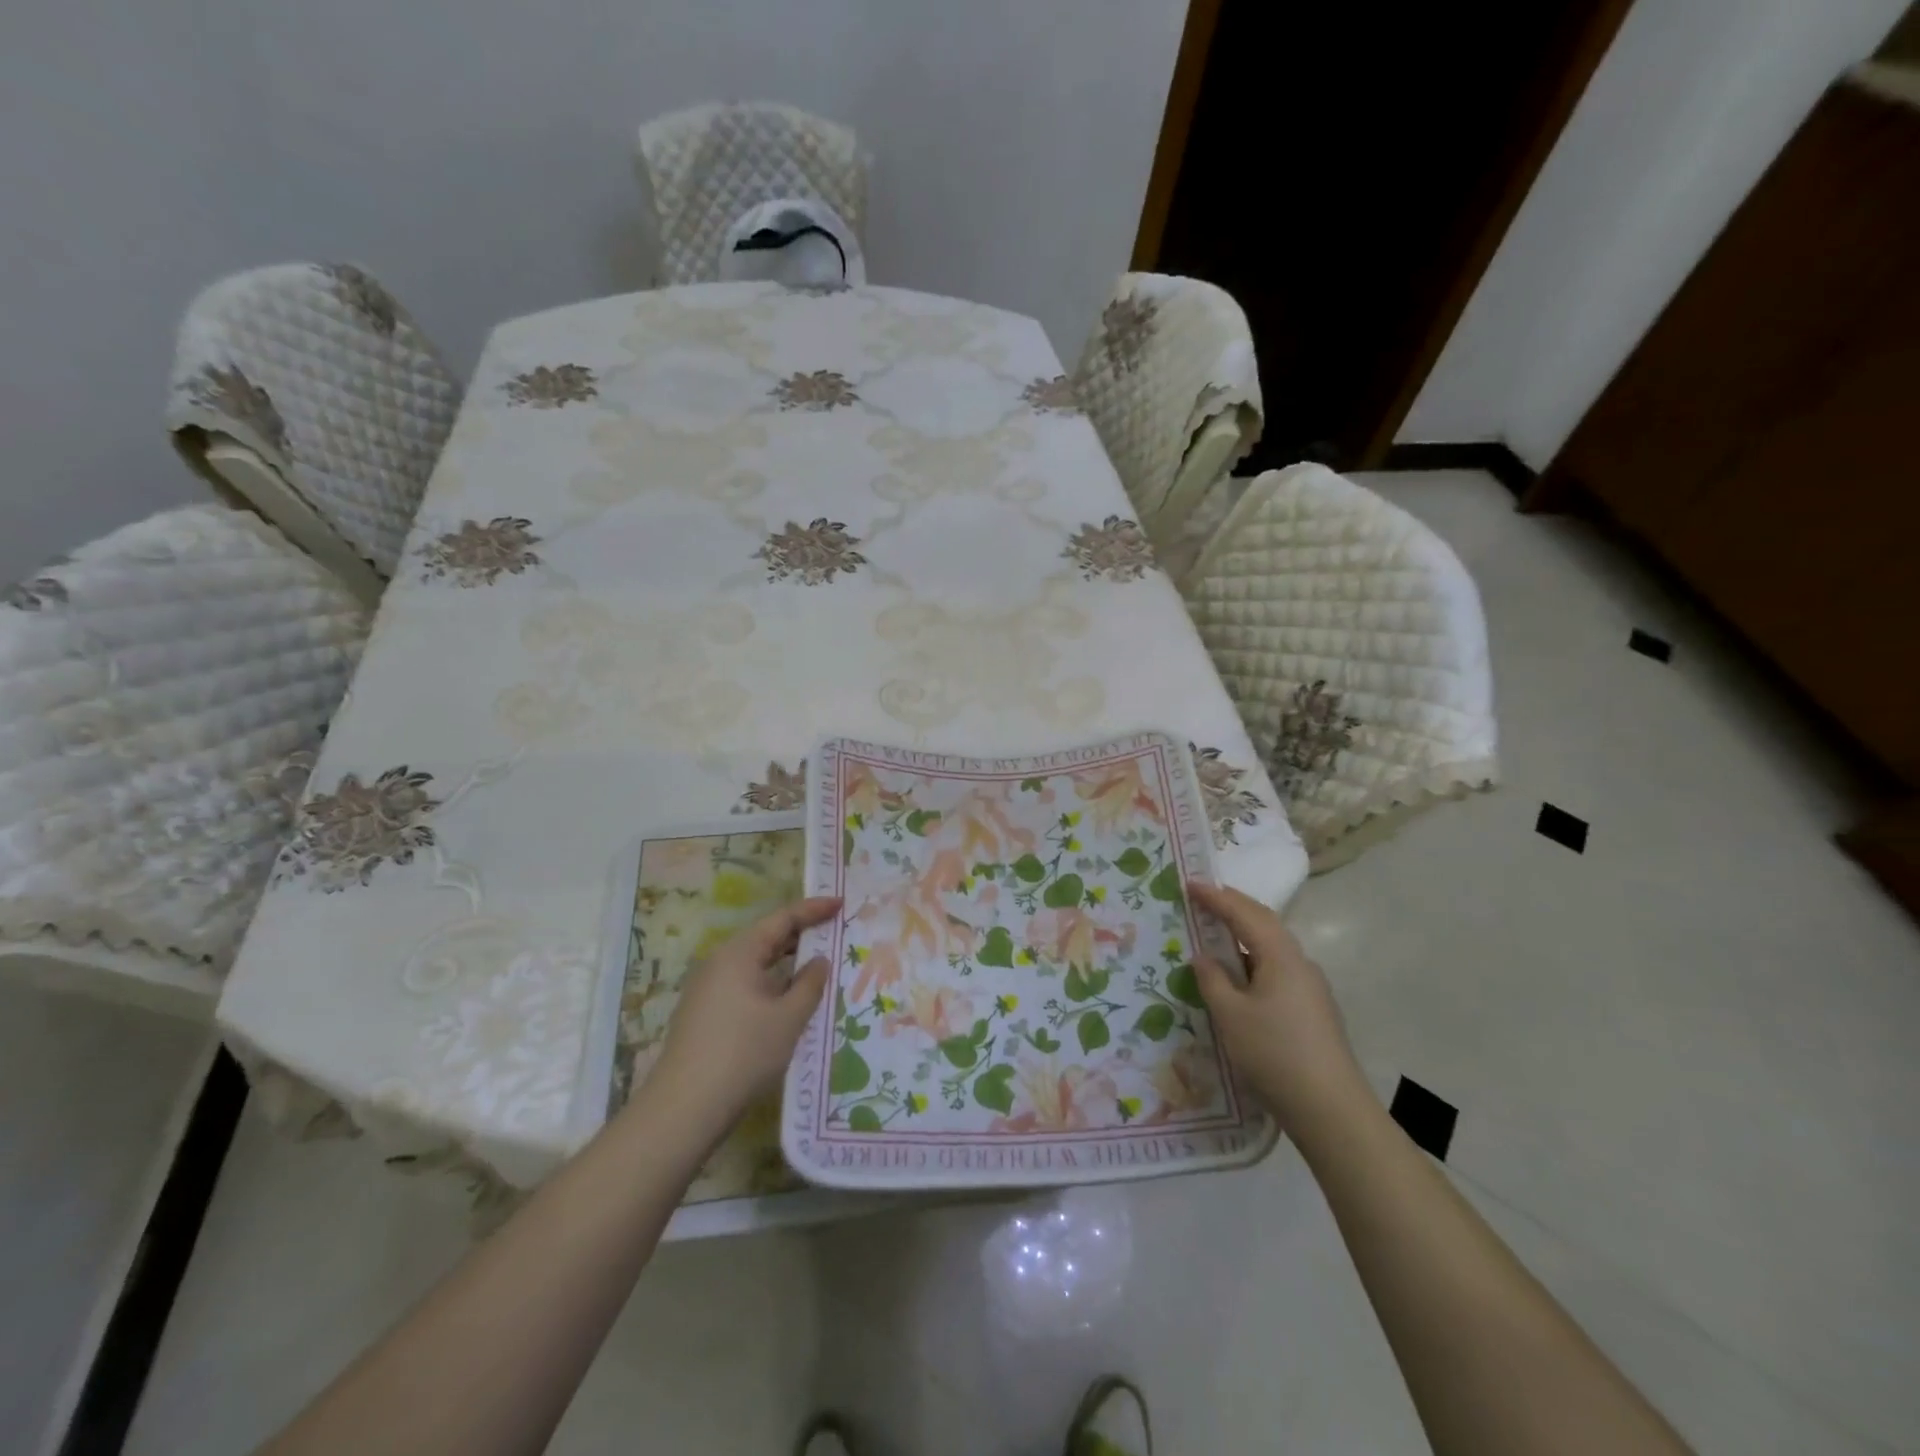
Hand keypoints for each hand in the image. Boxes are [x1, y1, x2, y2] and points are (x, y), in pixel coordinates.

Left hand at [646, 896, 840, 1136]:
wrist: (684, 1109)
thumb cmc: (743, 1053)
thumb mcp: (788, 1017)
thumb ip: (809, 983)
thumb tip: (819, 961)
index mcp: (738, 953)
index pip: (782, 919)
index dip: (814, 909)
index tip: (841, 902)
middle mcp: (719, 963)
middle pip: (766, 937)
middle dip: (801, 933)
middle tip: (835, 931)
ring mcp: (708, 989)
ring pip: (755, 963)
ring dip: (786, 962)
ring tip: (818, 964)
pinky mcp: (704, 1014)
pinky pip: (745, 984)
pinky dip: (771, 982)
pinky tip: (788, 999)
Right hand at [1189, 881, 1367, 1129]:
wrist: (1331, 1110)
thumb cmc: (1274, 1054)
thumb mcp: (1230, 1015)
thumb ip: (1212, 980)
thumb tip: (1203, 957)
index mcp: (1281, 956)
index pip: (1244, 913)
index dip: (1215, 896)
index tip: (1189, 882)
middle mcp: (1300, 963)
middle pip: (1264, 923)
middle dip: (1233, 906)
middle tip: (1203, 897)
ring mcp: (1310, 987)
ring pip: (1272, 947)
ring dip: (1243, 934)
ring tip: (1215, 932)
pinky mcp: (1312, 1010)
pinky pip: (1276, 969)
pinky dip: (1252, 959)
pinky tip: (1238, 976)